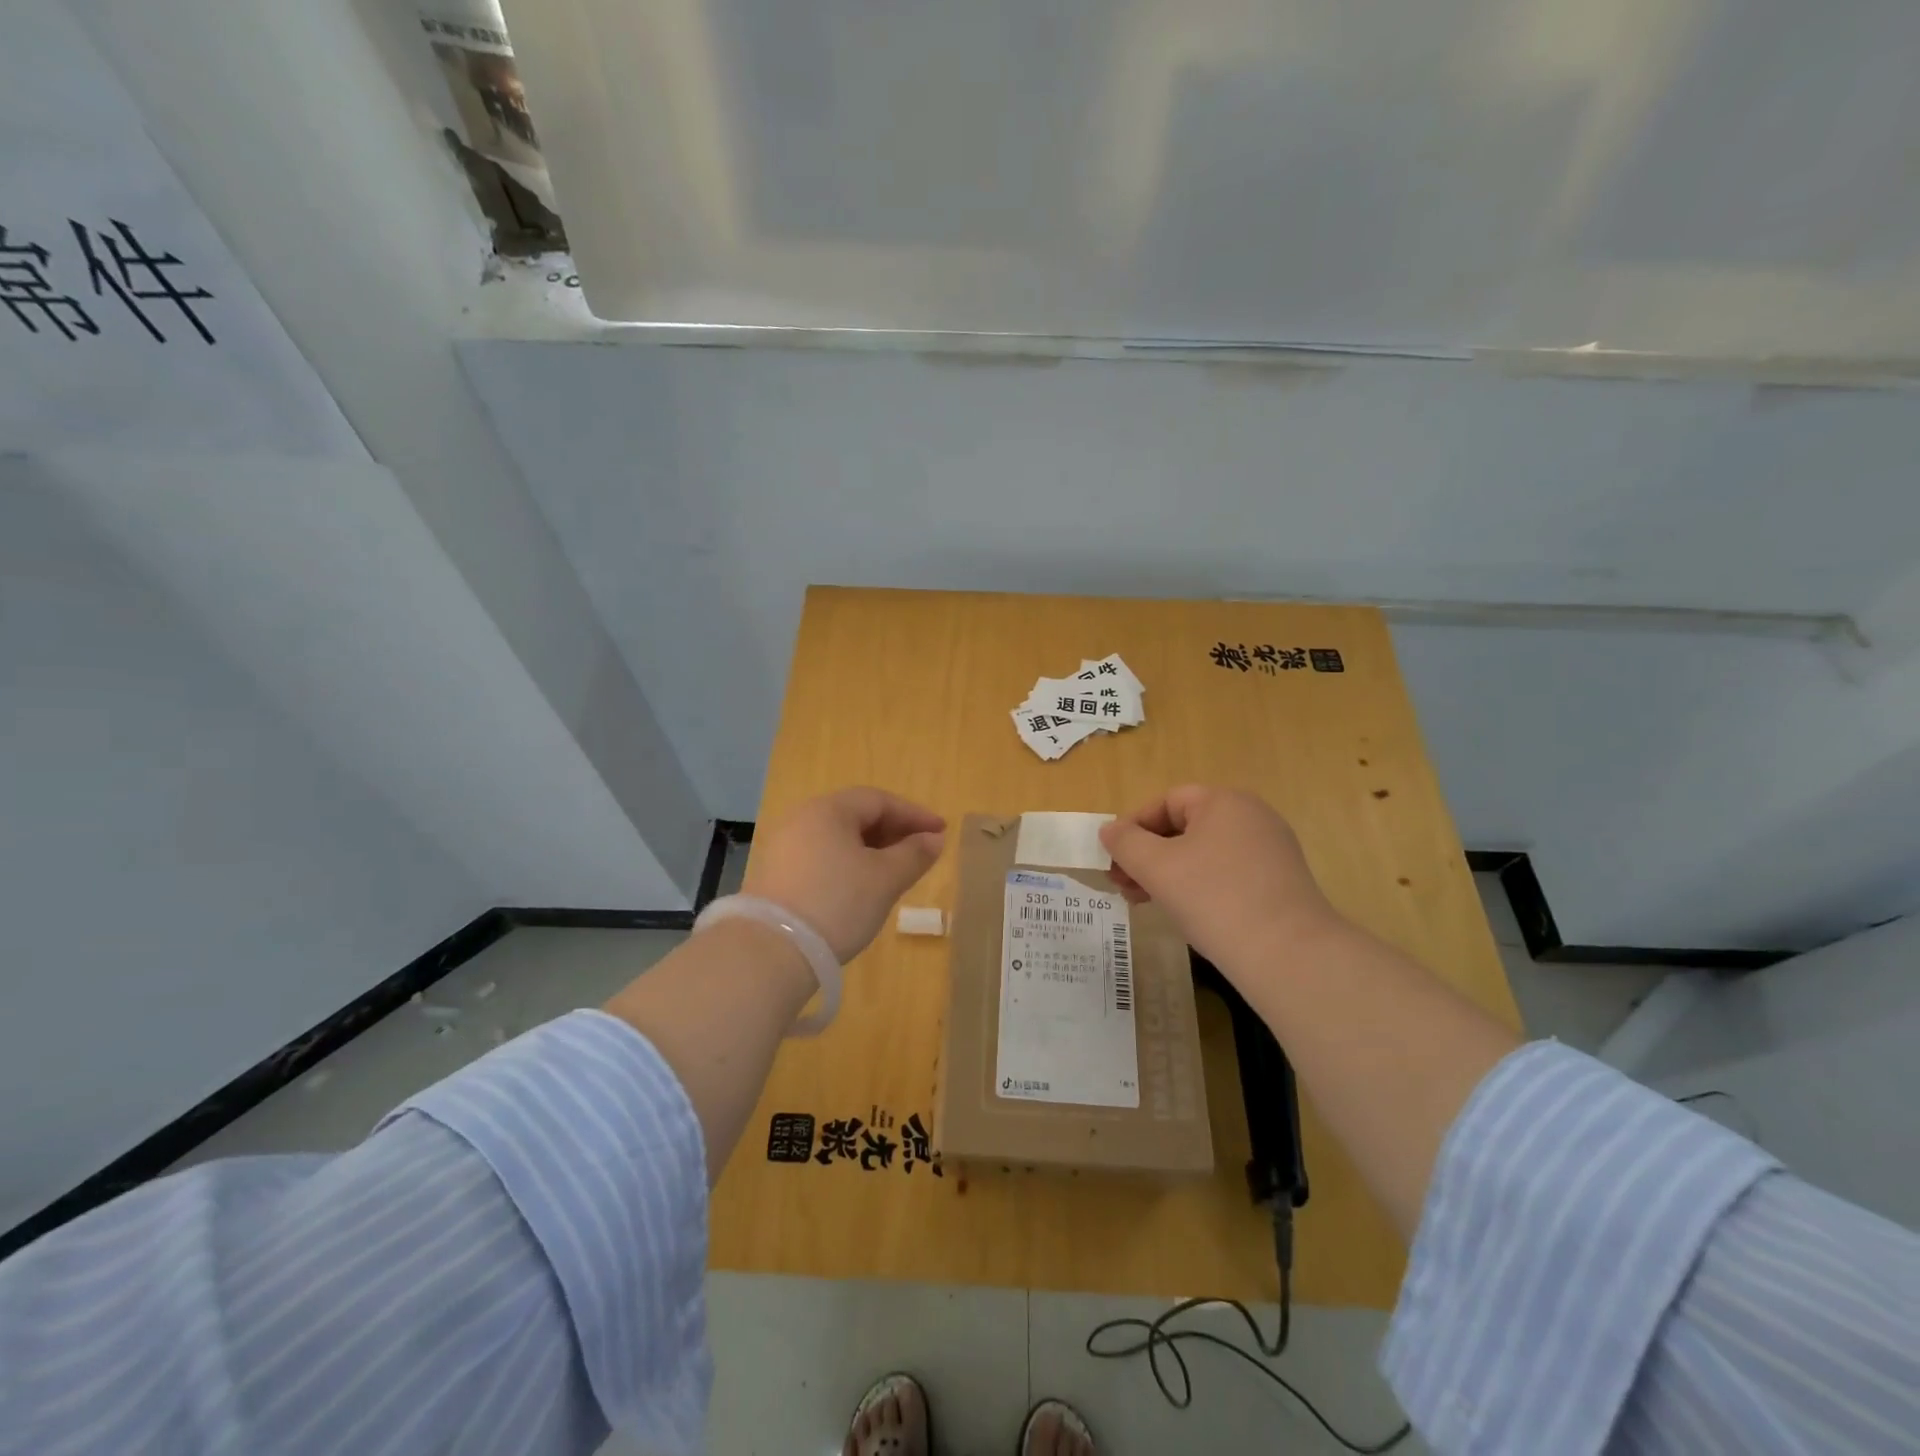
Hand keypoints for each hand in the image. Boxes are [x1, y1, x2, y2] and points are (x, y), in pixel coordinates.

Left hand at [744, 787, 946, 961]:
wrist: (771, 951)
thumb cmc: (837, 903)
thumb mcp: (885, 879)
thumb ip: (914, 854)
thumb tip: (934, 839)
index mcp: (828, 809)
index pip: (879, 800)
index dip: (914, 814)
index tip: (941, 832)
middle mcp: (802, 819)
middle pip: (856, 815)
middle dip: (893, 831)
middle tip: (922, 852)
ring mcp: (785, 847)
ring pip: (839, 838)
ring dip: (872, 850)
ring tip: (897, 871)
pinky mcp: (776, 875)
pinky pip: (823, 857)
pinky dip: (849, 864)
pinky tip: (863, 887)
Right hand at [1099, 786, 1342, 970]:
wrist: (1288, 956)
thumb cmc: (1214, 898)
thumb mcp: (1157, 867)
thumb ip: (1125, 842)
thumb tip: (1110, 830)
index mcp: (1224, 802)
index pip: (1167, 802)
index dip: (1133, 827)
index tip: (1113, 859)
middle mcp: (1252, 817)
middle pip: (1185, 827)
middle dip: (1147, 855)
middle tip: (1122, 885)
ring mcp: (1271, 851)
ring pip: (1204, 853)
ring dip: (1168, 873)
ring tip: (1145, 903)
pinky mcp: (1280, 883)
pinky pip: (1227, 873)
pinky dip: (1198, 886)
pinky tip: (1185, 913)